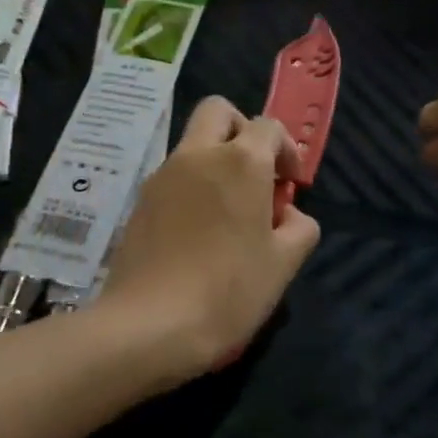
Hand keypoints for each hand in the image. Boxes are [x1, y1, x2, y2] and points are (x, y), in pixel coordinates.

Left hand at [99, 96, 321, 379]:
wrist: (149, 325)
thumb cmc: (228, 291)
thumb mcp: (284, 264)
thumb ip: (299, 226)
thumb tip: (284, 213)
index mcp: (240, 161)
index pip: (268, 126)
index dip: (286, 150)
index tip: (290, 186)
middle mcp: (197, 155)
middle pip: (218, 112)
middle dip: (242, 131)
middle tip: (255, 175)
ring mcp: (162, 176)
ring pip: (192, 144)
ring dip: (215, 160)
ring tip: (228, 212)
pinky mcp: (139, 202)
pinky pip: (172, 176)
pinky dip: (191, 186)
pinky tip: (198, 232)